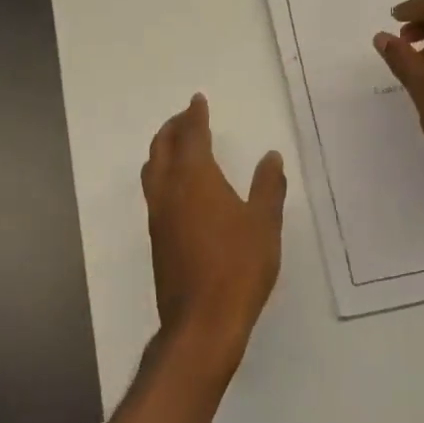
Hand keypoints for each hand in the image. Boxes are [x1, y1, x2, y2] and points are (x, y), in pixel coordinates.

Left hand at [141, 94, 285, 376]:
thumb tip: (271, 156)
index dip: (195, 116)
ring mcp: (158, 216)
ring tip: (178, 144)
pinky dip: (163, 174)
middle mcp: (169, 190)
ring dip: (163, 149)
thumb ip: (268, 186)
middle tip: (186, 117)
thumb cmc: (238, 266)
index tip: (198, 100)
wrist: (202, 322)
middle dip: (173, 127)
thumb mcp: (264, 223)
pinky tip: (179, 187)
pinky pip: (154, 191)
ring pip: (152, 169)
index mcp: (195, 178)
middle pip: (162, 147)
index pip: (192, 135)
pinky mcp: (157, 238)